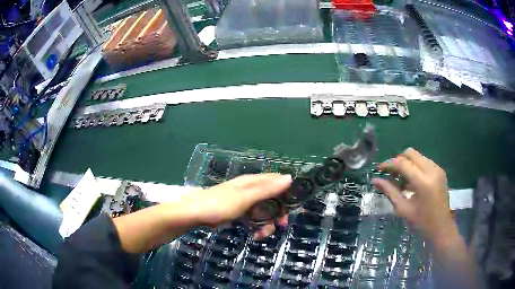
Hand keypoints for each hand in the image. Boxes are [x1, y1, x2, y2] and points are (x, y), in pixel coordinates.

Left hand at [185, 173, 291, 238]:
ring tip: (262, 234)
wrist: (195, 214)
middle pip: (272, 199)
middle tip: (281, 225)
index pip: (277, 181)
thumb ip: (267, 189)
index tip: (293, 207)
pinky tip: (255, 235)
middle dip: (278, 213)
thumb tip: (289, 178)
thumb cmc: (220, 204)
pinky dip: (257, 227)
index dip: (287, 192)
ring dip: (267, 223)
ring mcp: (245, 202)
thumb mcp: (245, 198)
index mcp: (253, 182)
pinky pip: (254, 218)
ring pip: (264, 211)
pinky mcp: (239, 212)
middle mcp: (251, 190)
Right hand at [371, 148, 457, 243]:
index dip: (388, 164)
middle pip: (410, 153)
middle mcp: (432, 170)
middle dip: (397, 161)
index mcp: (423, 182)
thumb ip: (390, 191)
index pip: (402, 163)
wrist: (441, 228)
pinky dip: (415, 167)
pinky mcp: (440, 171)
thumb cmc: (421, 222)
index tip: (378, 169)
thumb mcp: (403, 209)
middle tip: (390, 174)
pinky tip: (411, 182)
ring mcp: (437, 169)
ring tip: (400, 181)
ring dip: (406, 164)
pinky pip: (424, 161)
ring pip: (417, 156)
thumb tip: (375, 180)